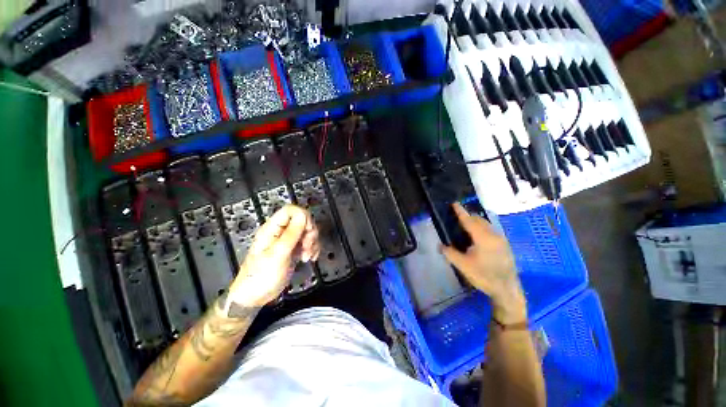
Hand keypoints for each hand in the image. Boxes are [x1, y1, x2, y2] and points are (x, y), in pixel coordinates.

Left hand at [225, 205, 319, 308]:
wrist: (254, 297)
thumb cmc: (261, 276)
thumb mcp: (277, 254)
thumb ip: (291, 234)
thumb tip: (303, 215)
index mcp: (272, 228)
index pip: (291, 210)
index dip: (303, 216)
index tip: (308, 231)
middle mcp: (281, 231)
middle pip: (303, 220)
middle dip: (310, 232)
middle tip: (307, 246)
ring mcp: (288, 241)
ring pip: (307, 231)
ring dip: (312, 242)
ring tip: (308, 256)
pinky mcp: (294, 249)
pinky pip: (308, 242)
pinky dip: (313, 248)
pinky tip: (310, 258)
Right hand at [441, 203, 525, 324]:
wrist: (507, 289)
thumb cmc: (484, 276)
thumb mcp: (463, 265)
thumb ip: (450, 253)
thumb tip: (440, 245)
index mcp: (483, 238)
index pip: (469, 221)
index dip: (460, 212)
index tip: (454, 203)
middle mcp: (494, 235)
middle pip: (479, 220)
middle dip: (468, 216)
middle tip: (457, 217)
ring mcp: (501, 240)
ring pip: (486, 224)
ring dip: (475, 222)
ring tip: (465, 226)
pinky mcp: (504, 245)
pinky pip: (490, 230)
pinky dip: (481, 228)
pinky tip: (476, 237)